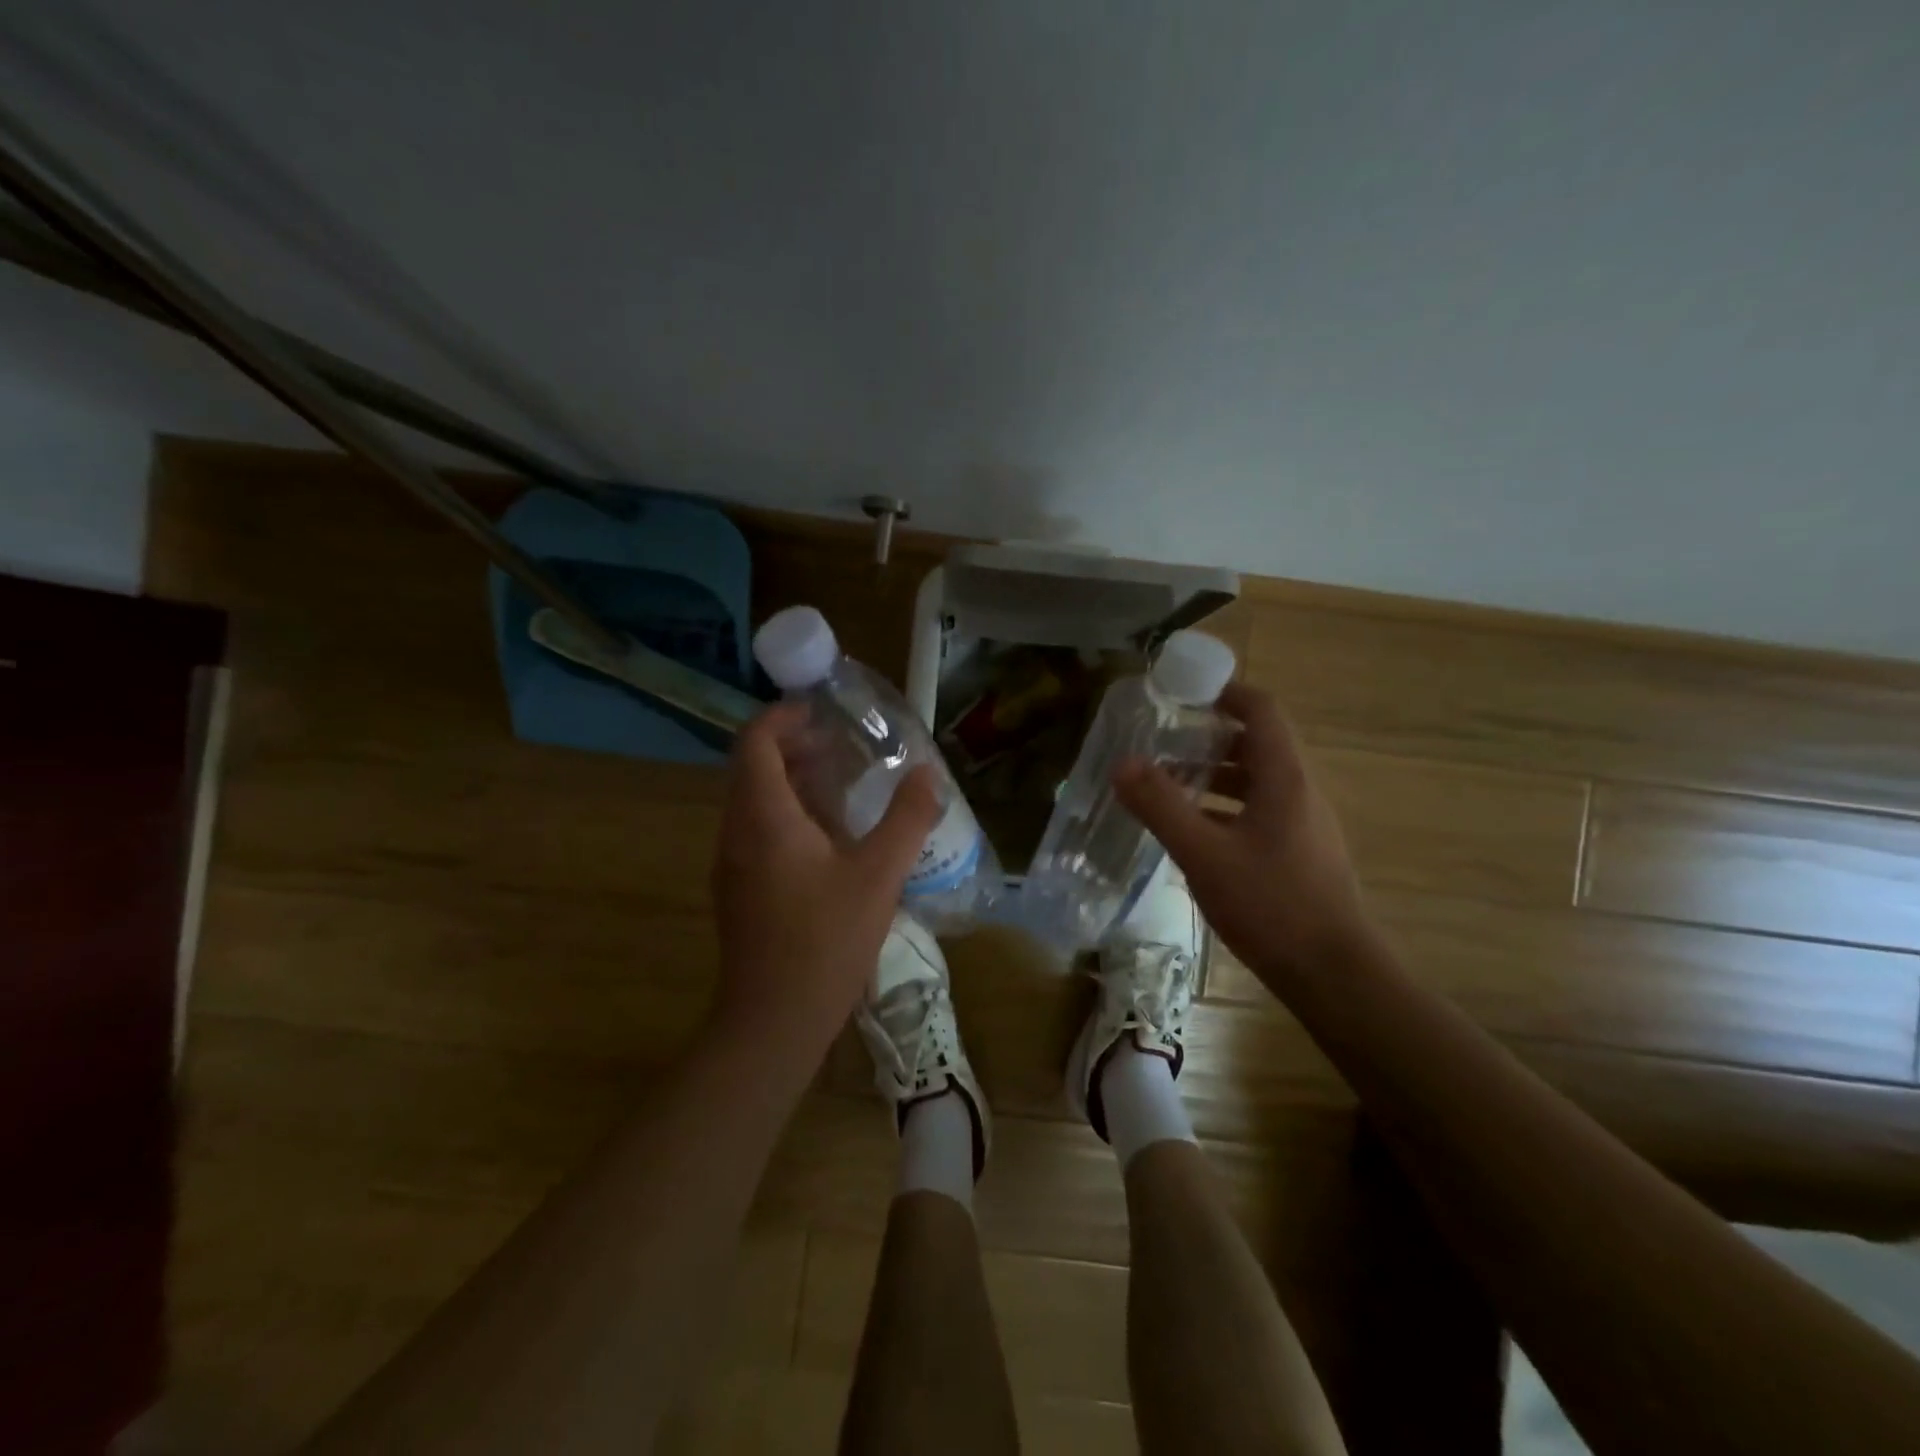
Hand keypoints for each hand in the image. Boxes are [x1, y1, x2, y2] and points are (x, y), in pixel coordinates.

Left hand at [707, 703, 941, 1079]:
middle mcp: (736, 832)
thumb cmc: (825, 941)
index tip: (821, 713)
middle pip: (752, 768)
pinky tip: (828, 839)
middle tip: (841, 745)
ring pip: (753, 801)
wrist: (773, 1021)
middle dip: (793, 746)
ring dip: (791, 781)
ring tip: (840, 784)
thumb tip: (928, 774)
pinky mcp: (738, 890)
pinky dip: (786, 814)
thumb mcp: (879, 875)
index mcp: (763, 818)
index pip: (754, 742)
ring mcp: (731, 864)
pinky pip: (756, 831)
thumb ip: (907, 819)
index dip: (782, 717)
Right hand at [1115, 682, 1368, 991]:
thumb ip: (1161, 806)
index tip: (1182, 694)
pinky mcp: (1300, 854)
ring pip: (1256, 781)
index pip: (1261, 710)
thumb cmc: (1271, 905)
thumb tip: (1122, 763)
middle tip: (1162, 743)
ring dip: (1213, 775)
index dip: (1224, 693)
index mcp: (1284, 778)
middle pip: (1256, 744)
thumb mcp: (1204, 854)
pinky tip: (1194, 833)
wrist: (1334, 975)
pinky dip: (1225, 808)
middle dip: (1207, 738)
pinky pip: (1259, 812)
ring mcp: (1304, 825)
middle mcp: (1300, 792)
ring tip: (1167, 786)